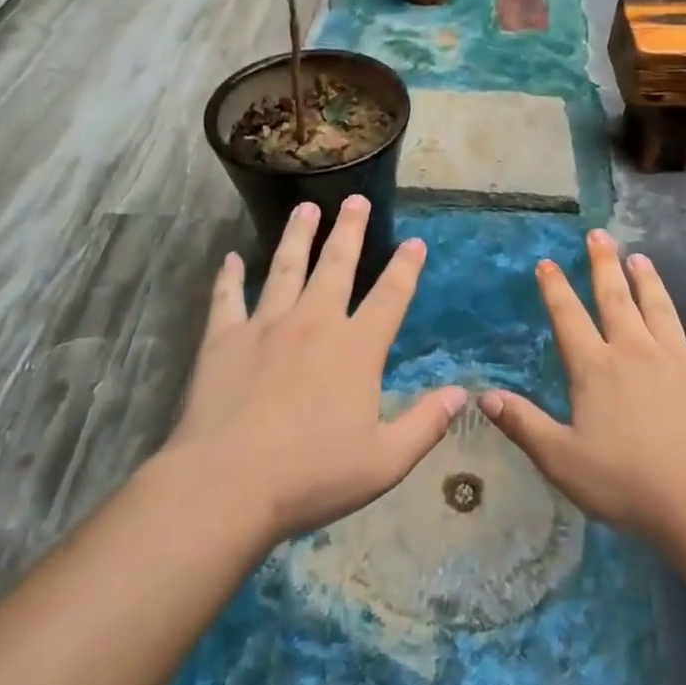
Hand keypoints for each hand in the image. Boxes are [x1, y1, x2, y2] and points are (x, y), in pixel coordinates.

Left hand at [159, 196, 465, 545]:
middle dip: (350, 230)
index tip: (416, 243)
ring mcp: (265, 326)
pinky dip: (229, 277)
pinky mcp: (224, 340)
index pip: (390, 296)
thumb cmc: (312, 475)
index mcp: (356, 349)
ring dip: (298, 236)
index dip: (406, 267)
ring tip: (306, 208)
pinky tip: (231, 259)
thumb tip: (461, 394)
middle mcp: (314, 324)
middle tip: (356, 200)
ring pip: (285, 268)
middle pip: (337, 265)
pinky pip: (227, 298)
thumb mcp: (385, 461)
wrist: (227, 485)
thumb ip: (425, 424)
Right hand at [481, 229, 685, 544]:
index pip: (569, 317)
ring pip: (660, 309)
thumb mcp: (561, 459)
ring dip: (648, 281)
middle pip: (616, 299)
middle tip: (599, 234)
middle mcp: (635, 351)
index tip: (547, 262)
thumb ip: (523, 424)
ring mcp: (679, 359)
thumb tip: (484, 396)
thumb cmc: (626, 482)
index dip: (555, 288)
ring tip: (640, 257)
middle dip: (604, 264)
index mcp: (596, 368)